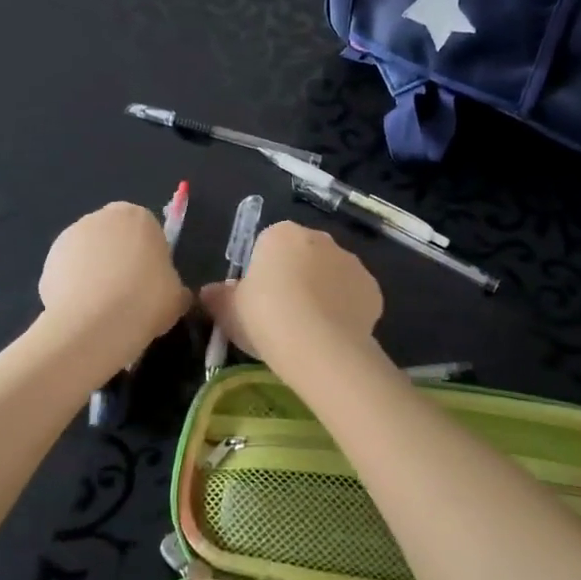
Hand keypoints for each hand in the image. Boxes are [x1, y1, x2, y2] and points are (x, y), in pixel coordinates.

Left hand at [39, 203, 189, 367]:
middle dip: (118, 260)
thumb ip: (174, 287)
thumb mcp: (177, 296)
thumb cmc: (146, 300)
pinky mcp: (48, 261)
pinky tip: (83, 314)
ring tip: (103, 309)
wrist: (95, 325)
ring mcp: (70, 237)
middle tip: (128, 295)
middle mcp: (101, 217)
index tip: (151, 282)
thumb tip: (172, 295)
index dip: (149, 256)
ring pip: (88, 254)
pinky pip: (68, 273)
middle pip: (114, 237)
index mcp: (137, 216)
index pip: (146, 230)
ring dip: (95, 273)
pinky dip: (74, 289)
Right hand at [200, 222, 381, 365]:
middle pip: (302, 256)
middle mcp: (319, 238)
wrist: (320, 345)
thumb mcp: (229, 311)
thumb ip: (218, 296)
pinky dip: (345, 310)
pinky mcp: (372, 288)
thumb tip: (208, 292)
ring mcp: (350, 261)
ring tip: (309, 331)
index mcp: (281, 234)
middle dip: (296, 278)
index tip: (259, 302)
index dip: (263, 274)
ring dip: (322, 293)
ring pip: (330, 275)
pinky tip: (333, 335)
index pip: (268, 246)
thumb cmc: (266, 318)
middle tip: (283, 316)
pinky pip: (353, 296)